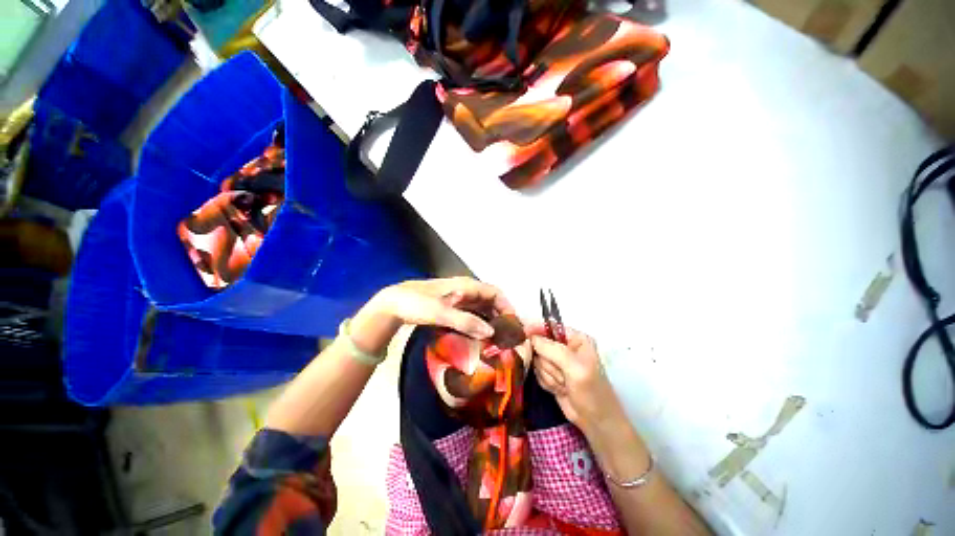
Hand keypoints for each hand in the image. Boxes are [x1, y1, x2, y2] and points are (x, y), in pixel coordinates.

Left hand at [350, 277, 514, 353]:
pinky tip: (480, 335)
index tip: (512, 325)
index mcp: (467, 286)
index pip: (495, 293)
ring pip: (481, 308)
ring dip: (490, 320)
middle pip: (490, 300)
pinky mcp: (452, 306)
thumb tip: (491, 332)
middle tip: (506, 336)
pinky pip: (471, 313)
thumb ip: (466, 322)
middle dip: (500, 316)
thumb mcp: (441, 313)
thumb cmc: (418, 303)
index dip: (507, 306)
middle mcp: (466, 290)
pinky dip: (479, 323)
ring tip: (496, 339)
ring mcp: (459, 298)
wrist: (394, 303)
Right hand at [530, 328, 625, 433]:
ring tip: (564, 384)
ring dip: (548, 374)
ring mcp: (558, 362)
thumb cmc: (591, 392)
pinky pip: (538, 372)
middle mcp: (566, 347)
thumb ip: (552, 350)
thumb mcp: (574, 368)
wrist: (596, 422)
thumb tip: (530, 338)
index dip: (536, 329)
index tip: (523, 334)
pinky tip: (560, 389)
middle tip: (561, 375)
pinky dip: (547, 381)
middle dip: (547, 362)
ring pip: (538, 360)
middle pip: (541, 344)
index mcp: (577, 339)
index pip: (551, 327)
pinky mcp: (551, 374)